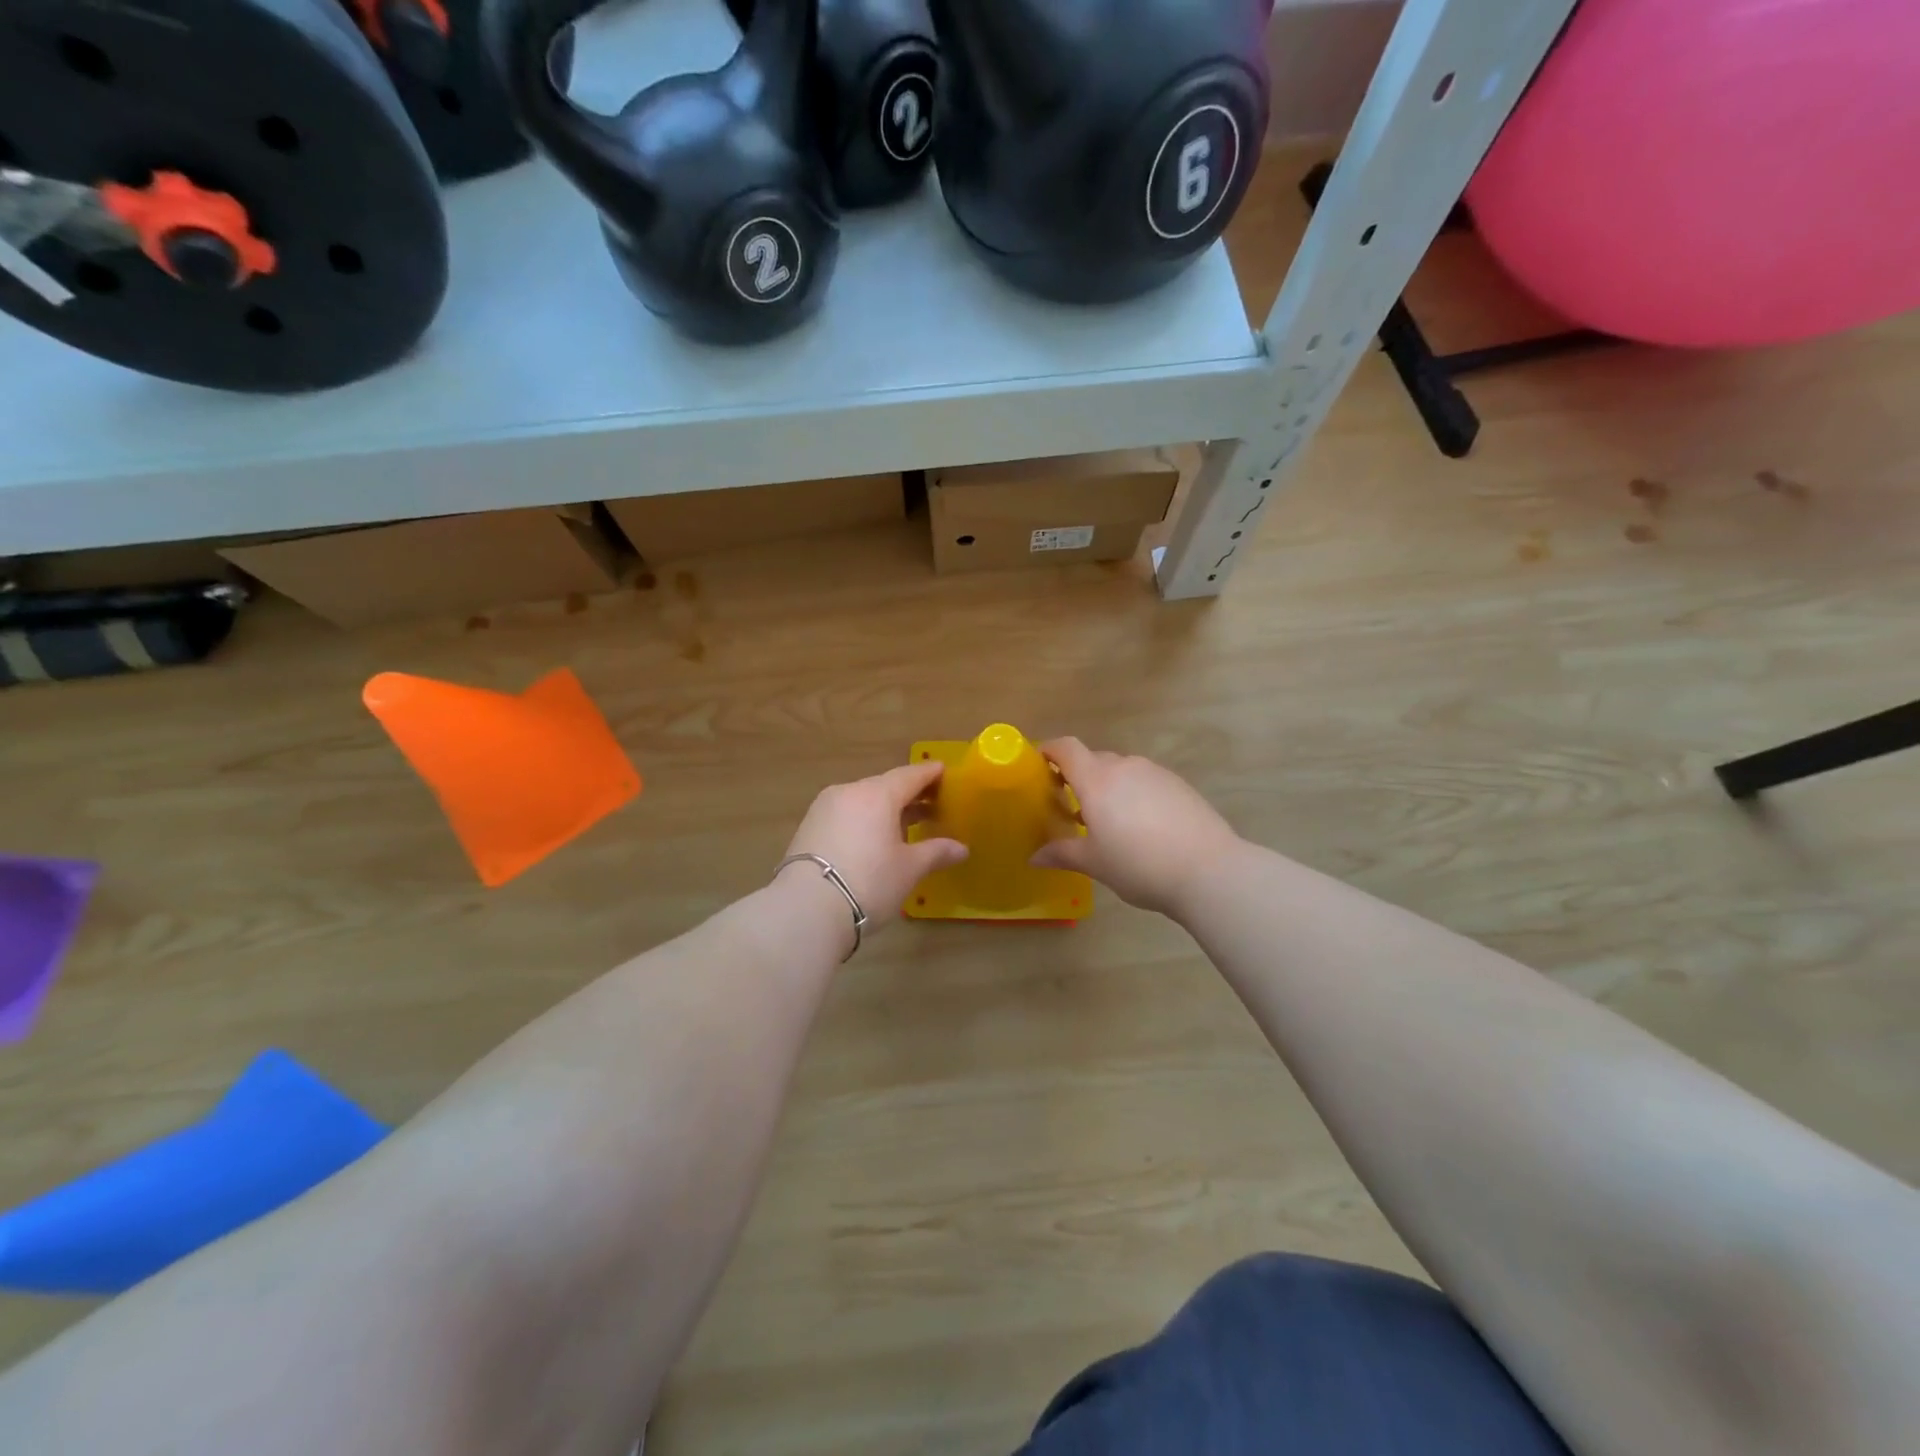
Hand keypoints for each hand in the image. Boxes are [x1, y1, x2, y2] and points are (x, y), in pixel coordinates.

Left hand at [780, 761, 967, 935]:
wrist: (806, 910)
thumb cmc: (869, 882)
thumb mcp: (909, 869)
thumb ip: (936, 852)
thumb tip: (961, 848)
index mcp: (877, 794)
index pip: (910, 775)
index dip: (930, 774)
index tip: (945, 771)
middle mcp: (849, 792)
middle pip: (885, 786)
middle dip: (910, 794)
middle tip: (933, 803)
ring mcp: (824, 808)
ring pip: (863, 800)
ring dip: (886, 809)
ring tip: (906, 824)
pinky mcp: (808, 828)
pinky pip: (846, 814)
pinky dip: (865, 820)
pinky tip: (875, 839)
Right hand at [1031, 738, 1241, 917]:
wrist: (1208, 869)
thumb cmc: (1139, 865)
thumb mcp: (1095, 863)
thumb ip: (1062, 854)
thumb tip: (1034, 857)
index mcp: (1096, 781)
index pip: (1066, 748)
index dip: (1050, 749)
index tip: (1039, 762)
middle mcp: (1124, 767)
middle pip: (1093, 760)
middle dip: (1078, 776)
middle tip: (1071, 806)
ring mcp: (1155, 773)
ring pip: (1121, 770)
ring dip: (1108, 787)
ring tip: (1109, 820)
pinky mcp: (1178, 784)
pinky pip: (1145, 781)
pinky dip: (1133, 793)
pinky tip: (1142, 825)